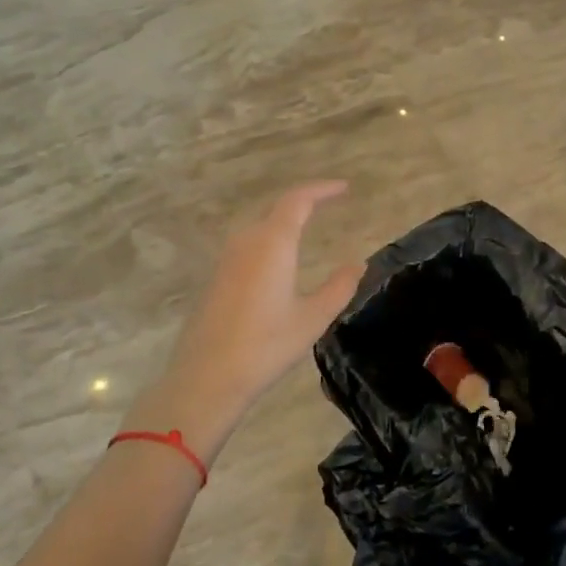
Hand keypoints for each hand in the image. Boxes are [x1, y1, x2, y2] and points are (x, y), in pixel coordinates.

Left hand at [124, 182, 362, 459]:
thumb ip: (339, 287)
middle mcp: (247, 241)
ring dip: (284, 220)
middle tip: (329, 202)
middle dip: (304, 201)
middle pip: (277, 208)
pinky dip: (269, 239)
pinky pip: (248, 244)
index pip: (298, 200)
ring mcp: (227, 258)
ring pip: (260, 225)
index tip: (344, 188)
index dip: (322, 189)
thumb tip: (358, 264)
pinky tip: (278, 259)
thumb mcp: (312, 318)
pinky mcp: (216, 277)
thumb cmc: (266, 346)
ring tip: (307, 225)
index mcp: (273, 243)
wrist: (207, 377)